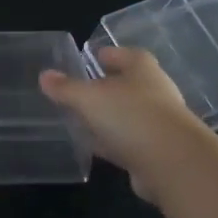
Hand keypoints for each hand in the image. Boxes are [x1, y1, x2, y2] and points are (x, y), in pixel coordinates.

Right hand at [39, 46, 205, 203]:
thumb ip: (66, 88)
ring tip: (83, 118)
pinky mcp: (156, 151)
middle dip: (108, 86)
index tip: (94, 56)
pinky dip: (113, 141)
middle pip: (129, 85)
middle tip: (83, 89)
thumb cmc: (130, 116)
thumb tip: (44, 75)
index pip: (127, 54)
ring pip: (128, 115)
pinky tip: (96, 146)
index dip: (111, 54)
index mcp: (142, 69)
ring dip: (109, 117)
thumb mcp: (89, 98)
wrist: (172, 163)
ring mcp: (158, 123)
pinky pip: (128, 141)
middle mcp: (155, 92)